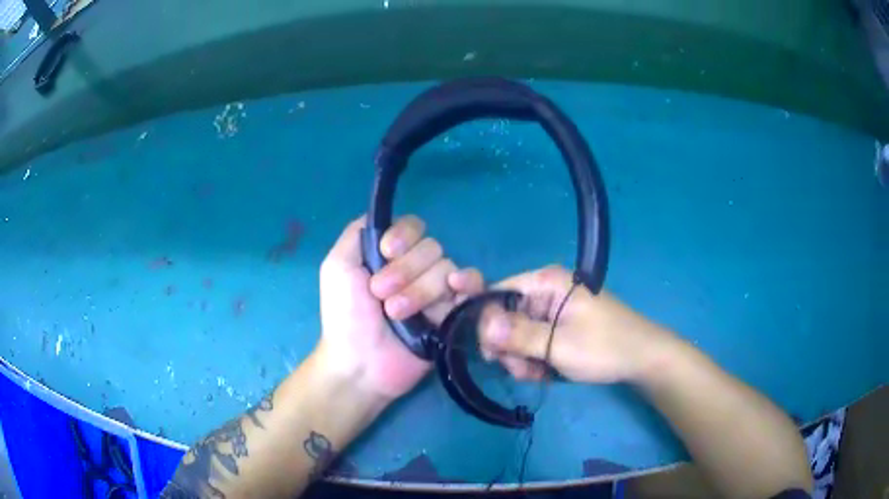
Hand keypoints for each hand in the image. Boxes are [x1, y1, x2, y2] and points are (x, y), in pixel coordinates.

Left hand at [316, 215, 483, 399]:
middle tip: (380, 294)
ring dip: (420, 291)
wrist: (361, 363)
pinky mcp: (453, 313)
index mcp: (391, 254)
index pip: (413, 227)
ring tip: (396, 314)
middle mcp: (416, 268)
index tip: (386, 251)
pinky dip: (468, 283)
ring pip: (446, 269)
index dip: (403, 237)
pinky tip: (455, 290)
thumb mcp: (337, 267)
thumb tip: (382, 215)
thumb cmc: (344, 316)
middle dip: (406, 270)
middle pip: (431, 248)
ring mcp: (436, 291)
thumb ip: (357, 234)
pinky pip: (471, 287)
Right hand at [479, 265, 673, 383]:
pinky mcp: (559, 325)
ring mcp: (553, 309)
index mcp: (546, 282)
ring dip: (520, 357)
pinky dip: (533, 358)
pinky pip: (533, 340)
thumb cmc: (604, 347)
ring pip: (517, 332)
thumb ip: (519, 335)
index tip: (490, 353)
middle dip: (508, 346)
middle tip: (519, 370)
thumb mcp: (559, 345)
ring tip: (536, 374)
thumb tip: (481, 326)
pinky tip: (545, 372)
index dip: (487, 322)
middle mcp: (546, 290)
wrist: (642, 358)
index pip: (498, 294)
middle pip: (506, 316)